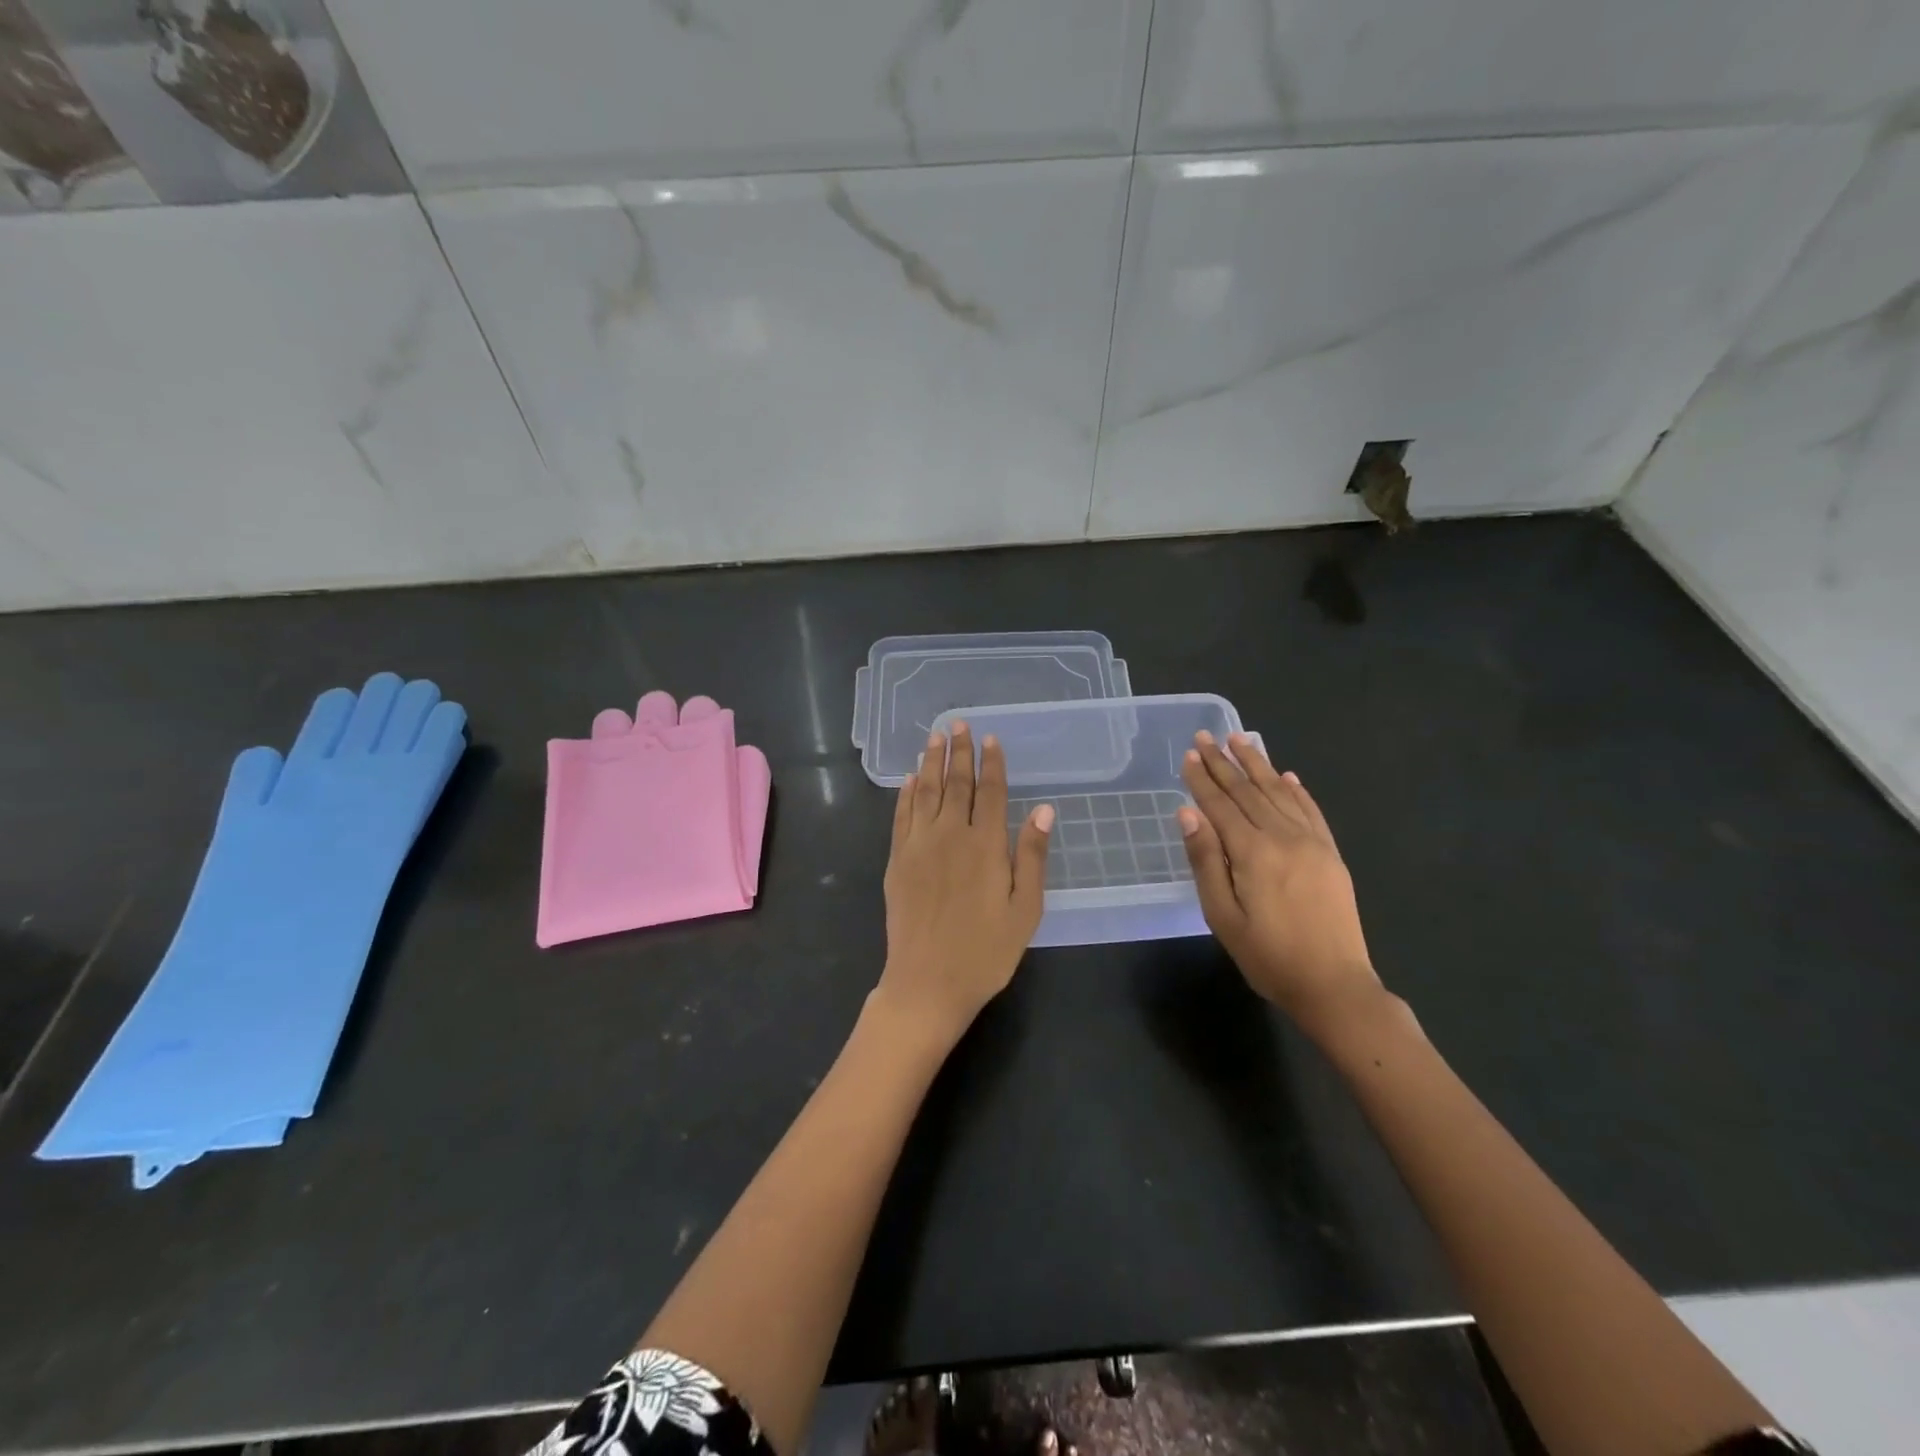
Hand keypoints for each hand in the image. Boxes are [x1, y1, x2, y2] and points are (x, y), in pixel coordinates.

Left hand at [877, 722, 1053, 1047]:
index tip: (991, 739)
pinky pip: (901, 817)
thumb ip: (1032, 856)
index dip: (991, 764)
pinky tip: (910, 778)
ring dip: (930, 762)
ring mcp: (918, 846)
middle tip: (959, 724)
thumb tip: (1043, 809)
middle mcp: (949, 836)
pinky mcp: (896, 861)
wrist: (927, 983)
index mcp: (985, 846)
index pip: (989, 792)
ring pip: (925, 793)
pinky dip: (906, 794)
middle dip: (959, 752)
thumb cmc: (986, 952)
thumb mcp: (1025, 910)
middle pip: (955, 784)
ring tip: (934, 737)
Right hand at [1177, 731, 1380, 1035]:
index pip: (1220, 805)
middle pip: (1247, 792)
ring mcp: (1312, 843)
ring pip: (1278, 793)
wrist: (1334, 985)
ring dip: (1257, 765)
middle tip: (1205, 737)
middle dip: (1224, 763)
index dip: (1202, 779)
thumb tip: (1188, 813)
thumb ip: (1205, 860)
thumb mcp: (1223, 916)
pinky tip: (1285, 776)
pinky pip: (1310, 811)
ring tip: (1240, 740)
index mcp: (1252, 852)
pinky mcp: (1330, 854)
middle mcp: (1283, 837)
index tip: (1188, 754)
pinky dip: (1295, 790)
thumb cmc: (1268, 957)